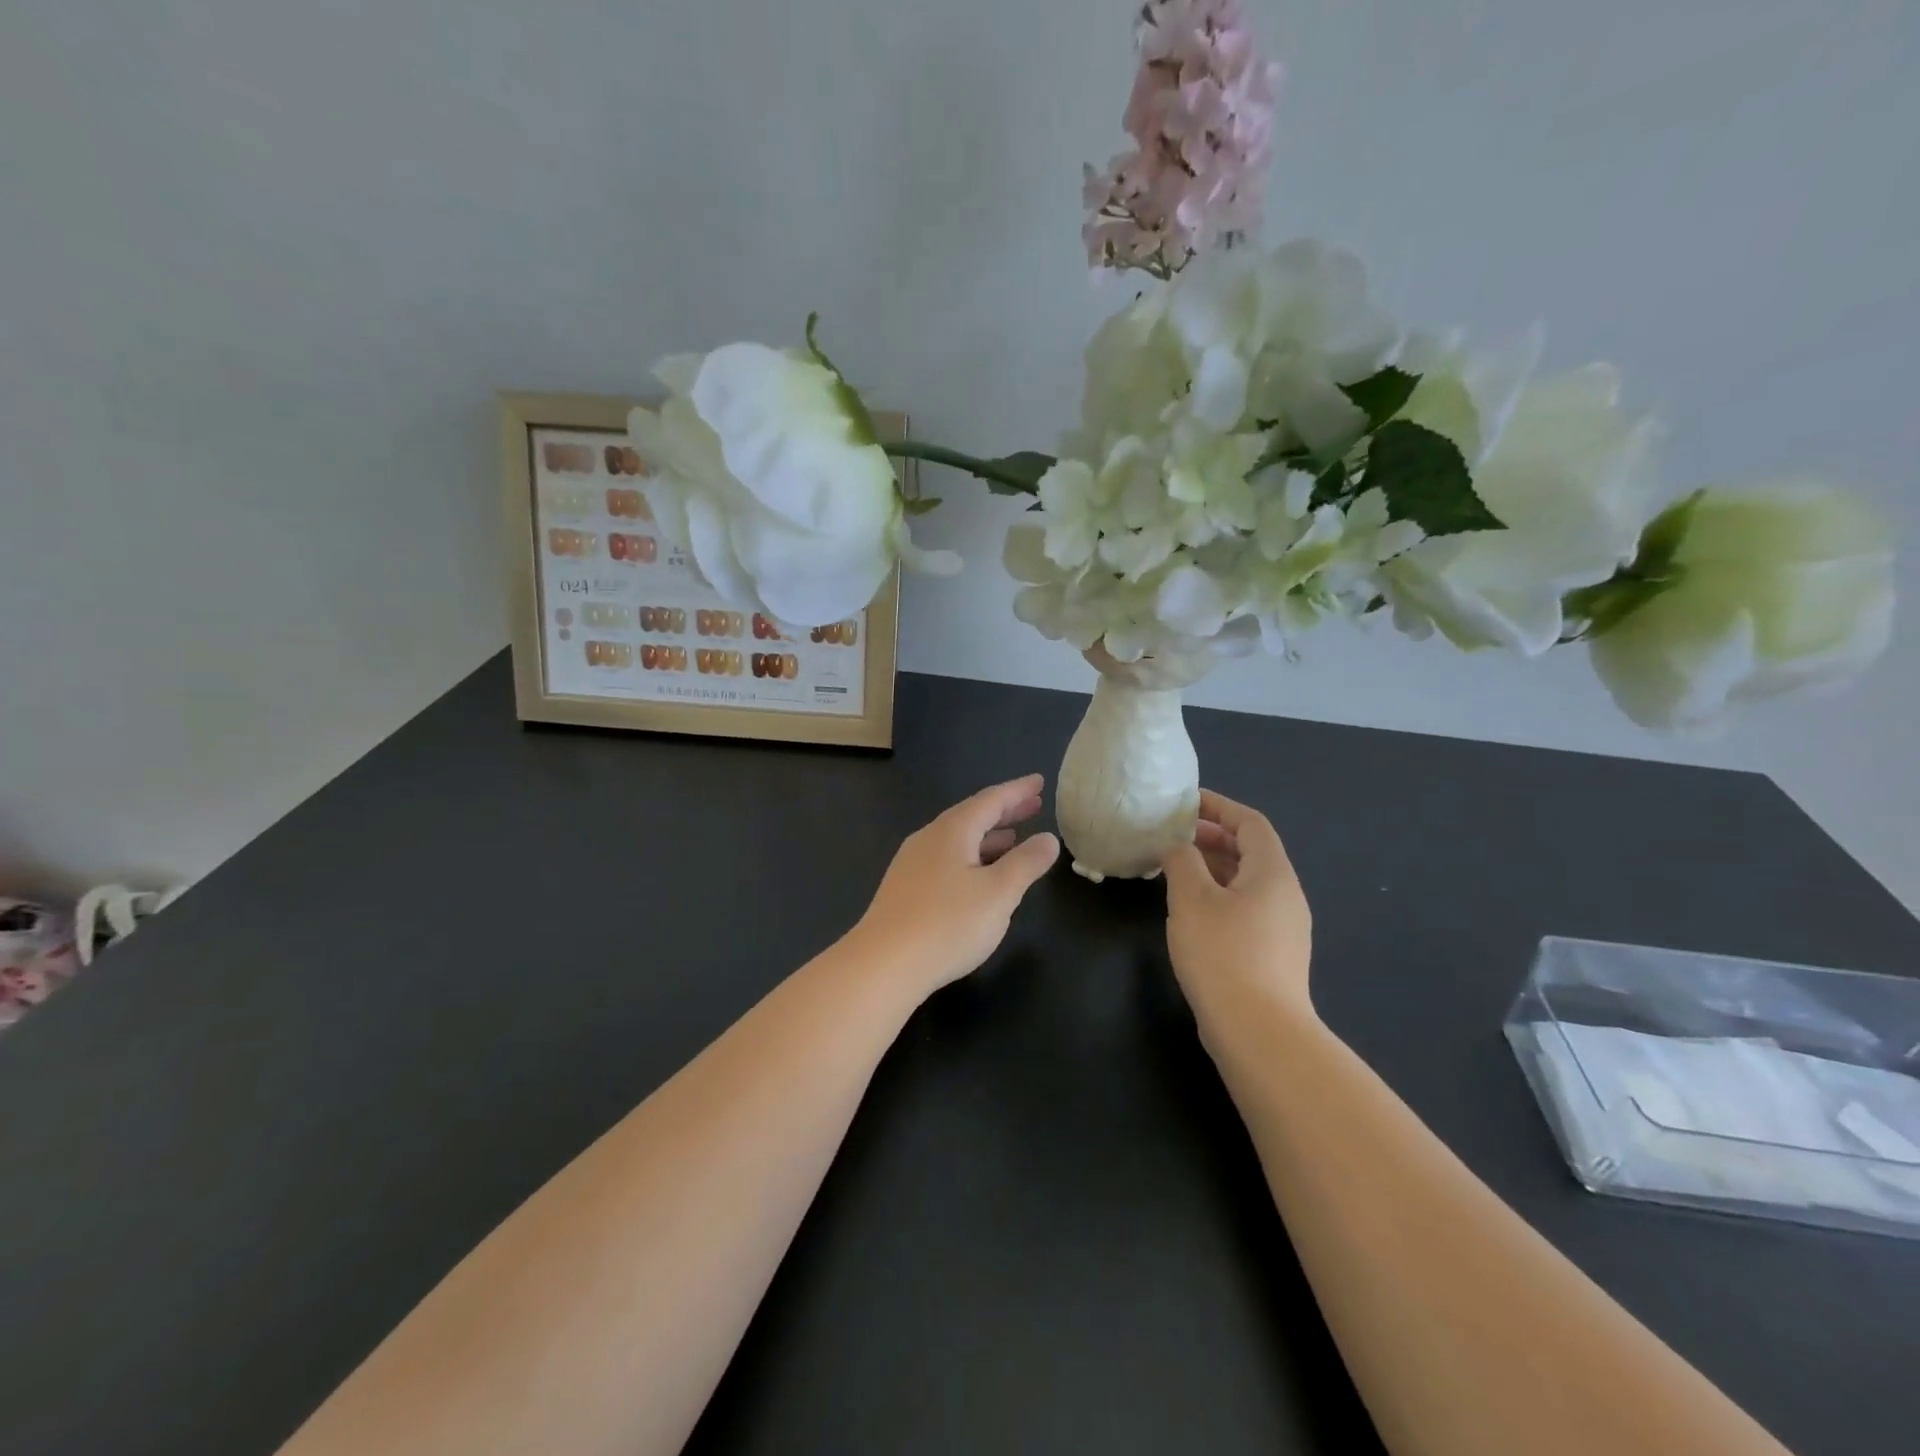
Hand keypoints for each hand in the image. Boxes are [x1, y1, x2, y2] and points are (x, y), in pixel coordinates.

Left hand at [847, 775, 1060, 995]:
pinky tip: (979, 876)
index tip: (1039, 781)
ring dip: (988, 836)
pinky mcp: (905, 889)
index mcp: (952, 831)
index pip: (991, 800)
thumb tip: (1048, 838)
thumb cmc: (948, 924)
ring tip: (1014, 840)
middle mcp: (929, 838)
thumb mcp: (999, 893)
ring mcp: (913, 863)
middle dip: (1004, 811)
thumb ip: (1026, 863)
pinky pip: (946, 859)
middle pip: (972, 816)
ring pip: (958, 840)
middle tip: (1034, 806)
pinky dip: (972, 857)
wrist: (883, 965)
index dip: (1018, 791)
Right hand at [1162, 790, 1313, 1018]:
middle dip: (1212, 838)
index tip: (1185, 803)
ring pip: (1246, 882)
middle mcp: (1286, 895)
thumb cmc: (1223, 953)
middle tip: (1172, 837)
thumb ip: (1182, 862)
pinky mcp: (1273, 954)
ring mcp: (1283, 928)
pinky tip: (1190, 911)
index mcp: (1272, 873)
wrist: (1258, 1031)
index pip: (1250, 823)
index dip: (1218, 807)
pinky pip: (1245, 908)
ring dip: (1212, 868)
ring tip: (1174, 870)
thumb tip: (1179, 847)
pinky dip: (1218, 895)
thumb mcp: (1191, 899)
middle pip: (1251, 851)